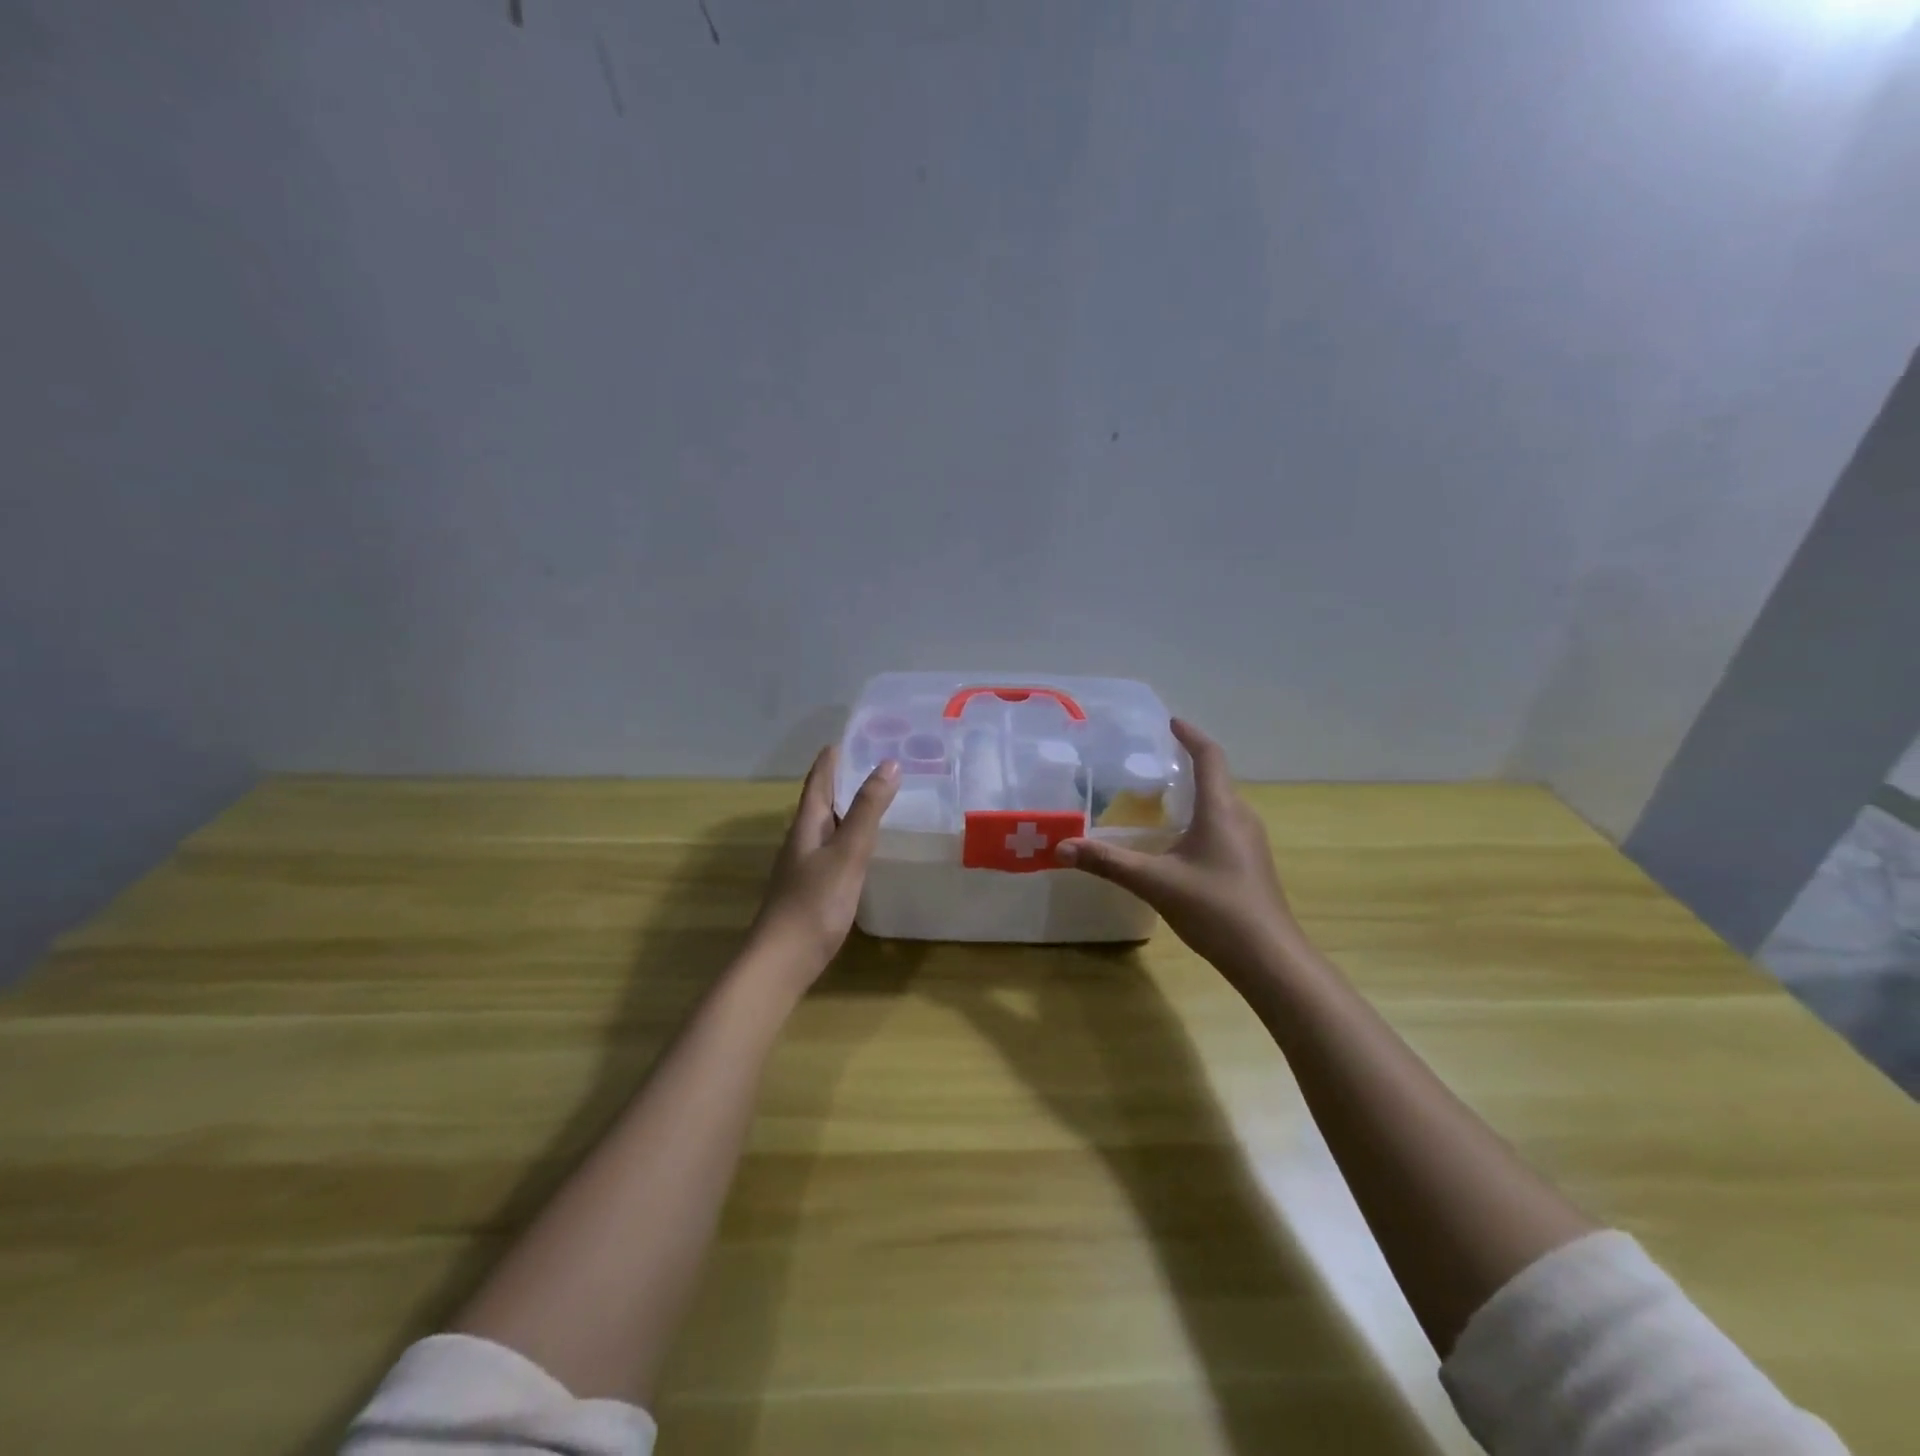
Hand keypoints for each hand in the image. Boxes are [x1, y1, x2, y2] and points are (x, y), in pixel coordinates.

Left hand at [748, 747, 899, 981]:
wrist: (783, 961)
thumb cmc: (815, 903)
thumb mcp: (847, 853)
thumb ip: (867, 811)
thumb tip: (888, 764)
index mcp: (806, 826)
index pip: (818, 783)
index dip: (830, 761)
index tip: (845, 739)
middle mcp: (801, 841)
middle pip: (821, 802)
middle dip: (841, 781)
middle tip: (871, 764)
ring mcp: (804, 867)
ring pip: (827, 827)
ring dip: (846, 810)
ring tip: (873, 799)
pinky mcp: (812, 890)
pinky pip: (833, 851)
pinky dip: (849, 838)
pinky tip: (862, 849)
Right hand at [1057, 719, 1304, 979]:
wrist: (1268, 958)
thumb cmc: (1215, 908)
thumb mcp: (1155, 882)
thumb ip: (1108, 862)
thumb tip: (1062, 847)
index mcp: (1221, 809)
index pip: (1209, 757)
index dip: (1190, 736)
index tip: (1170, 722)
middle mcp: (1241, 817)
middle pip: (1216, 778)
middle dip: (1188, 764)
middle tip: (1152, 762)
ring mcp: (1250, 842)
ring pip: (1221, 804)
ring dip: (1194, 793)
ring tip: (1160, 798)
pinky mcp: (1251, 864)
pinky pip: (1224, 825)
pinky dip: (1201, 818)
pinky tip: (1179, 841)